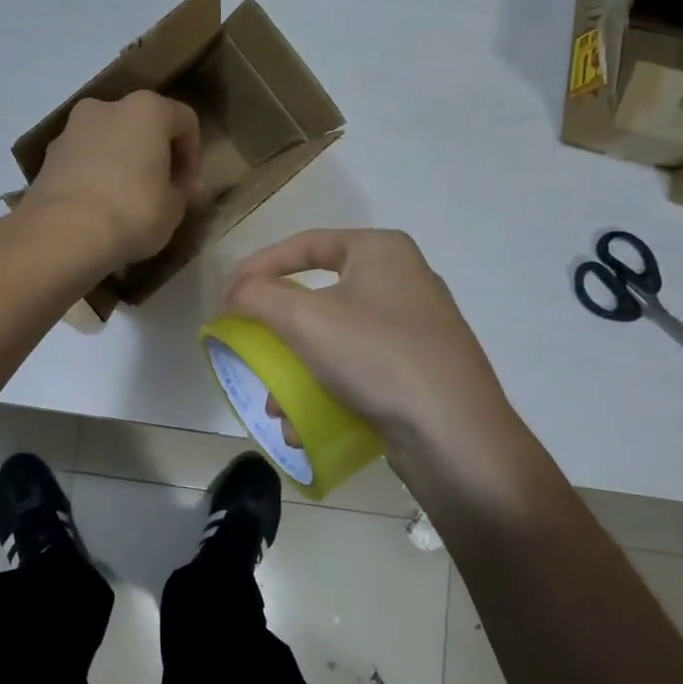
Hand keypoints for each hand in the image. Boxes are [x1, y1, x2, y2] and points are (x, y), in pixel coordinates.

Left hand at [24, 92, 203, 268]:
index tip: (189, 188)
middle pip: (141, 125)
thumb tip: (179, 189)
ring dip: (121, 163)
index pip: (184, 121)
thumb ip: (181, 192)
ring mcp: (71, 129)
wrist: (62, 233)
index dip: (193, 155)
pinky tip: (98, 207)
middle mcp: (106, 107)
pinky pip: (82, 161)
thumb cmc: (132, 212)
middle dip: (153, 154)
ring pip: (108, 141)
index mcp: (146, 109)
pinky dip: (94, 176)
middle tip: (160, 191)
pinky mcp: (48, 156)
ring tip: (125, 201)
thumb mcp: (173, 208)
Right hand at [220, 229, 520, 456]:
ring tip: (276, 404)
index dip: (256, 267)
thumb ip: (256, 296)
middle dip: (276, 329)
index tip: (225, 297)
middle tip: (249, 345)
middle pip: (315, 294)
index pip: (302, 244)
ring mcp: (415, 327)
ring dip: (295, 368)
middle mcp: (402, 279)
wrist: (458, 439)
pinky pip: (357, 366)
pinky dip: (325, 387)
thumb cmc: (377, 358)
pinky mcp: (420, 368)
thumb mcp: (304, 319)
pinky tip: (304, 422)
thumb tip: (231, 294)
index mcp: (381, 250)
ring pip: (333, 336)